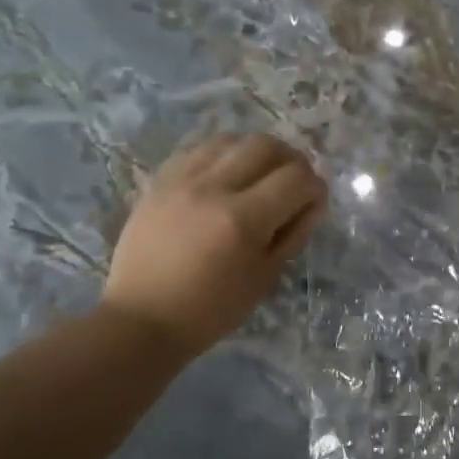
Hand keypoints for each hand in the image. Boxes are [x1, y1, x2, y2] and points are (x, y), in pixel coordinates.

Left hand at [103, 133, 327, 357]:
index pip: (296, 178)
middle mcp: (213, 188)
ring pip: (231, 140)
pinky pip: (198, 149)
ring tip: (259, 176)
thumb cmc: (212, 309)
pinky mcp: (159, 181)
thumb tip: (313, 202)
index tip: (314, 202)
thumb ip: (294, 233)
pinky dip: (222, 156)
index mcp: (243, 219)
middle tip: (293, 183)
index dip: (315, 187)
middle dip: (291, 160)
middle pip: (266, 146)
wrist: (143, 318)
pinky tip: (225, 176)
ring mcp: (181, 180)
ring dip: (255, 153)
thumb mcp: (265, 277)